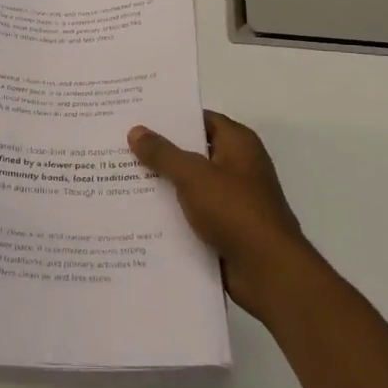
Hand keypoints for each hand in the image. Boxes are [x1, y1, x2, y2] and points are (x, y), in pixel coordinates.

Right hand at [128, 112, 314, 320]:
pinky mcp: (225, 227)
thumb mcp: (194, 176)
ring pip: (189, 184)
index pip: (200, 119)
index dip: (170, 117)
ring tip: (119, 177)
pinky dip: (171, 213)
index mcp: (238, 143)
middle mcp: (237, 166)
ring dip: (162, 184)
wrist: (268, 271)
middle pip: (192, 151)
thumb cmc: (235, 211)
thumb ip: (163, 153)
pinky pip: (192, 212)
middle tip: (119, 145)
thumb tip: (136, 130)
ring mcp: (232, 199)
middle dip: (159, 151)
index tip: (136, 116)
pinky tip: (138, 213)